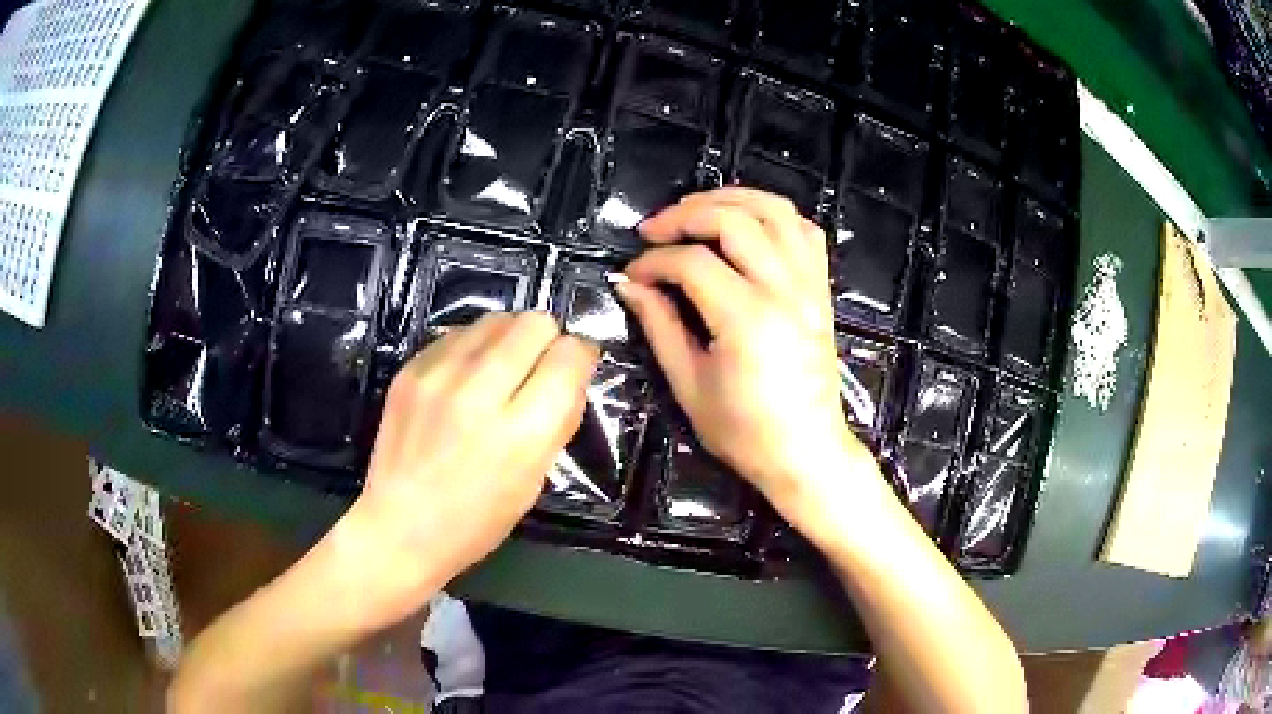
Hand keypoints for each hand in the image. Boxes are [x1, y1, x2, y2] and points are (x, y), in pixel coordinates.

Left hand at [336, 312, 598, 625]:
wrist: (399, 527)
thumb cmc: (476, 520)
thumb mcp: (535, 481)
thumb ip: (559, 421)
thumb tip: (574, 373)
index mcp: (522, 432)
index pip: (570, 356)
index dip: (580, 357)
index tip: (574, 369)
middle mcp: (481, 393)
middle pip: (535, 323)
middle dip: (547, 340)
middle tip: (536, 368)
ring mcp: (439, 376)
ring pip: (496, 319)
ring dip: (509, 339)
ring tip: (499, 370)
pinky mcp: (410, 370)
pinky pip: (457, 334)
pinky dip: (472, 349)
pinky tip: (464, 379)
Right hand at [616, 188, 882, 535]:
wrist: (806, 452)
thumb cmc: (745, 432)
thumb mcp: (689, 385)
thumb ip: (659, 326)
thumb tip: (630, 284)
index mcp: (747, 319)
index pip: (691, 263)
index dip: (654, 261)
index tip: (633, 273)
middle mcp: (784, 291)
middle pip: (734, 219)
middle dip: (685, 214)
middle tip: (654, 230)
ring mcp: (809, 286)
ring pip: (775, 211)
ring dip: (731, 198)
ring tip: (696, 210)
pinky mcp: (822, 291)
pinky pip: (805, 232)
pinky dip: (774, 216)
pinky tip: (747, 225)